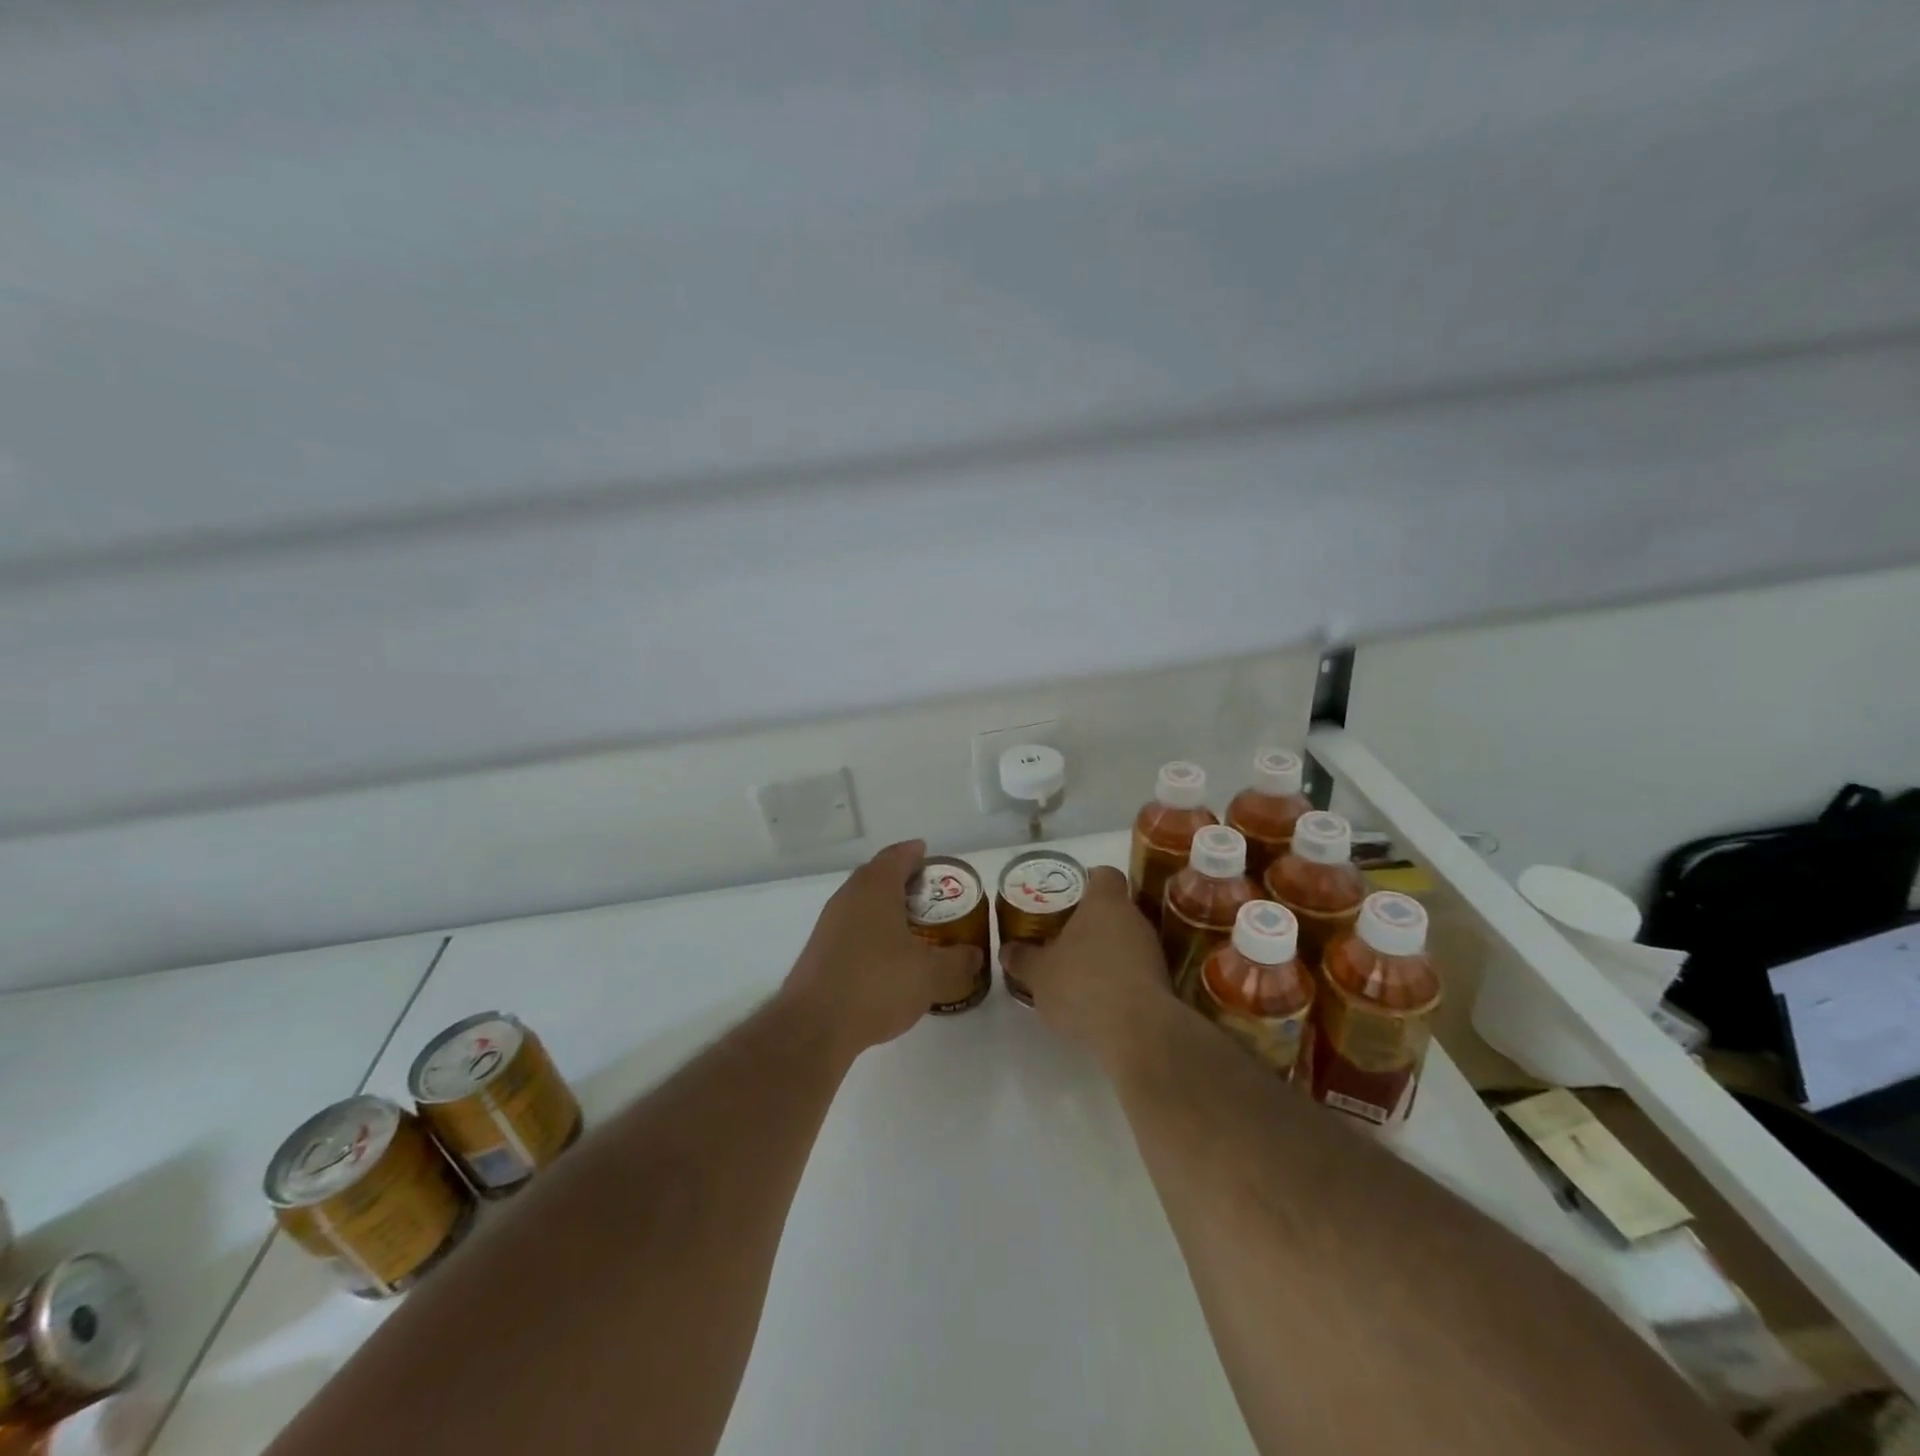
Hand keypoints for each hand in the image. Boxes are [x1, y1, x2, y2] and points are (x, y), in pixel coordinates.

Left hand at [781, 840, 981, 1059]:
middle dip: (903, 879)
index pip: (897, 856)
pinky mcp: (820, 951)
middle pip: (877, 875)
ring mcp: (829, 924)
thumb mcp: (930, 975)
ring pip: (862, 902)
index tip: (929, 855)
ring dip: (886, 907)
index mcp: (875, 888)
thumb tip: (975, 955)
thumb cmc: (876, 985)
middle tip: (930, 893)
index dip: (916, 853)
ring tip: (913, 925)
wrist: (814, 1026)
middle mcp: (848, 896)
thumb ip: (958, 961)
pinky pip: (852, 927)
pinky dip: (872, 930)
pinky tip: (887, 956)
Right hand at [998, 865, 1175, 1067]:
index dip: (1087, 881)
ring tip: (1078, 973)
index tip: (1068, 897)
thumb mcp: (1039, 974)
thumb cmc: (1083, 985)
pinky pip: (1136, 970)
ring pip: (1126, 940)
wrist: (1139, 1033)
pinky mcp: (1163, 983)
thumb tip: (1007, 950)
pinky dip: (1120, 979)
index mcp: (1105, 902)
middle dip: (1091, 922)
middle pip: (1114, 908)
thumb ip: (1022, 958)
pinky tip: (1099, 1000)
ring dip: (1106, 952)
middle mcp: (1134, 918)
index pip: (1104, 874)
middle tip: (1063, 938)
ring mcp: (1153, 950)